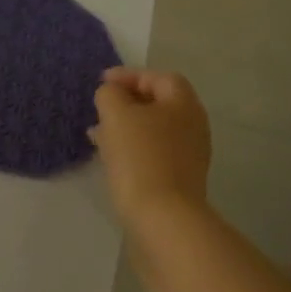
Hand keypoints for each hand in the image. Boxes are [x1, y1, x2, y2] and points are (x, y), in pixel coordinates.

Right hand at [89, 67, 213, 225]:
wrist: (162, 216)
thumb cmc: (140, 157)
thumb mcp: (117, 115)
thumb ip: (110, 95)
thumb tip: (111, 94)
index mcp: (183, 104)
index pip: (159, 77)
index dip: (130, 75)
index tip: (101, 82)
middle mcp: (193, 125)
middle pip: (159, 103)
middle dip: (127, 102)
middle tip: (100, 107)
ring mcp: (189, 154)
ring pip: (153, 130)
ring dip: (126, 127)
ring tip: (98, 134)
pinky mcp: (179, 178)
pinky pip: (153, 152)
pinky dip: (132, 148)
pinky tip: (111, 158)